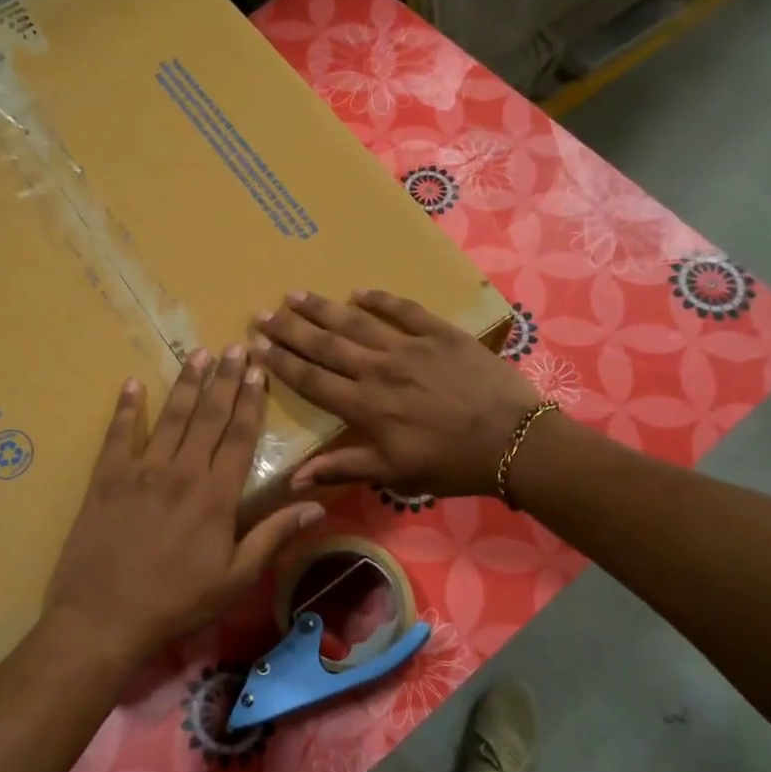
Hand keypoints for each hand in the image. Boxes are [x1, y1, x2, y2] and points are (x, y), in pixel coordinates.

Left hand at [44, 346, 324, 667]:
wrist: (103, 618)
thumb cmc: (177, 602)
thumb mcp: (235, 579)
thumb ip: (273, 536)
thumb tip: (316, 504)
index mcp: (216, 495)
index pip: (240, 437)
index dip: (251, 402)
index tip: (259, 371)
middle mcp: (182, 472)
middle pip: (209, 417)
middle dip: (225, 379)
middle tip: (236, 347)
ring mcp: (142, 471)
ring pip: (170, 417)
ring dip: (187, 384)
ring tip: (199, 354)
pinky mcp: (107, 478)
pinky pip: (119, 434)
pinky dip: (126, 408)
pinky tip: (133, 384)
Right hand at [254, 290, 539, 497]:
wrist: (513, 440)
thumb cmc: (451, 463)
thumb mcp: (396, 474)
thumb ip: (344, 468)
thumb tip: (293, 480)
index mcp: (365, 406)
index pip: (312, 379)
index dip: (281, 362)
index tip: (256, 345)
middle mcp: (378, 370)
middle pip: (325, 344)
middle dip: (290, 328)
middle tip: (263, 312)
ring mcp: (409, 347)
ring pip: (356, 323)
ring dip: (323, 309)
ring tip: (296, 294)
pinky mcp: (440, 333)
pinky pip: (404, 309)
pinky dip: (380, 299)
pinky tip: (359, 291)